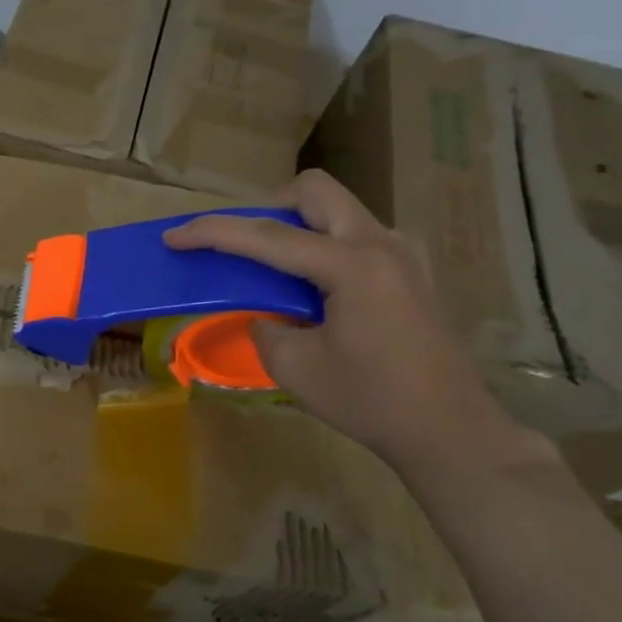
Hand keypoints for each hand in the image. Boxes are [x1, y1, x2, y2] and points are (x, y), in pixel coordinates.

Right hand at [162, 171, 529, 471]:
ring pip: (337, 211)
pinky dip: (321, 248)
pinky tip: (313, 292)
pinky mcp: (410, 272)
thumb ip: (265, 325)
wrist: (448, 429)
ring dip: (297, 229)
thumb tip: (265, 313)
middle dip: (267, 209)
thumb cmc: (368, 399)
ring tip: (273, 274)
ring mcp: (402, 255)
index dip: (213, 233)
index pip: (268, 236)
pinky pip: (355, 238)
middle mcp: (381, 244)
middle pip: (314, 193)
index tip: (173, 236)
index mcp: (351, 265)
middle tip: (243, 248)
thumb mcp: (294, 366)